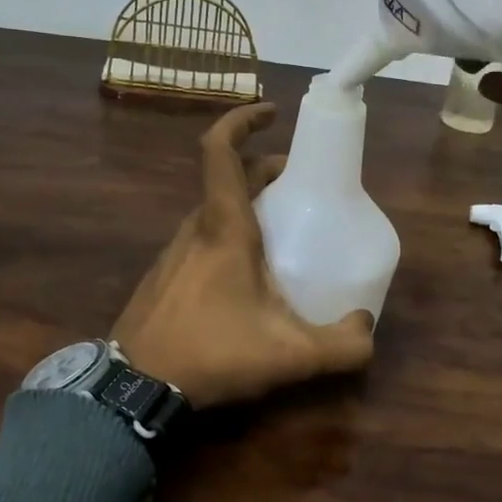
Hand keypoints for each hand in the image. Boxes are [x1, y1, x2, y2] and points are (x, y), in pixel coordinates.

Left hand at [113, 103, 375, 407]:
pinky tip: (248, 278)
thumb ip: (340, 345)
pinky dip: (230, 236)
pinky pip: (202, 239)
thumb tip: (367, 329)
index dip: (243, 120)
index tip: (273, 113)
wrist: (133, 387)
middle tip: (302, 188)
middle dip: (267, 172)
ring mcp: (174, 252)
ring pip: (216, 211)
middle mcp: (196, 228)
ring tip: (283, 234)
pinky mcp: (164, 276)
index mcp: (224, 226)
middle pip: (230, 179)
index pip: (221, 150)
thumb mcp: (288, 355)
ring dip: (249, 206)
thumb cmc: (211, 352)